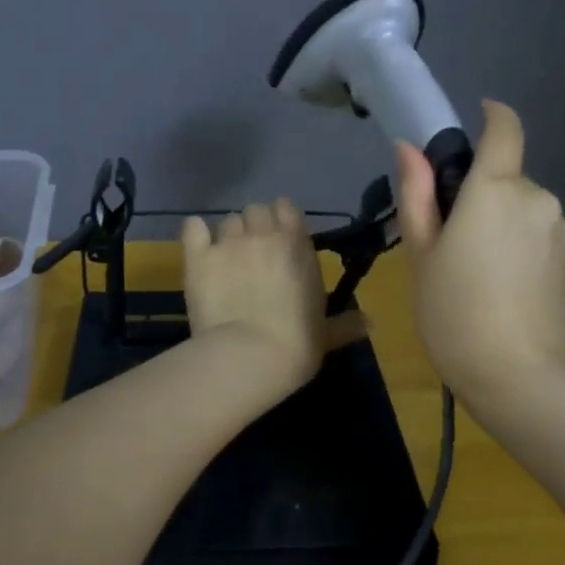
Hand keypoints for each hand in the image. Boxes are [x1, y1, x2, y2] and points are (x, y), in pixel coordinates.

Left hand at [181, 199, 367, 394]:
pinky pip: (193, 228)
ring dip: (229, 235)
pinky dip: (196, 233)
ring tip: (227, 258)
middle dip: (254, 226)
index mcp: (297, 245)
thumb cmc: (296, 344)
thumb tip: (370, 323)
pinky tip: (198, 245)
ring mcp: (228, 243)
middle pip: (256, 210)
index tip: (280, 240)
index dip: (281, 221)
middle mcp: (263, 235)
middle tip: (253, 252)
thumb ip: (345, 323)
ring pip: (227, 220)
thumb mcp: (325, 335)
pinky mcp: (198, 257)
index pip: (286, 208)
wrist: (249, 356)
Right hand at [395, 100, 564, 402]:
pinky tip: (499, 281)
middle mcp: (535, 197)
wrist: (515, 375)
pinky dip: (515, 239)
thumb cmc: (452, 309)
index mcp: (494, 189)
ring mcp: (558, 227)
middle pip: (504, 175)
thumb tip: (408, 148)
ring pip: (519, 205)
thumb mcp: (420, 251)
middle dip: (478, 190)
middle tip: (447, 235)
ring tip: (472, 266)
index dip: (492, 114)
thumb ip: (416, 193)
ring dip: (497, 217)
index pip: (505, 128)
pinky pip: (535, 229)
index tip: (475, 116)